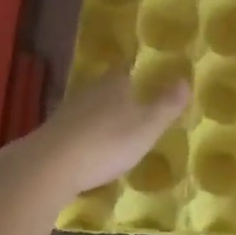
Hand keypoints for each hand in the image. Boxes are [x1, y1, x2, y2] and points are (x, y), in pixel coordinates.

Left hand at [21, 68, 190, 201]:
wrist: (49, 167)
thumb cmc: (106, 142)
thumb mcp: (147, 126)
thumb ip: (167, 104)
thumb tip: (186, 79)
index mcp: (114, 84)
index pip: (126, 68)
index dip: (135, 70)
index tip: (144, 74)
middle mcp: (89, 91)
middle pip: (106, 86)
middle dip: (118, 93)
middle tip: (133, 102)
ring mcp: (67, 112)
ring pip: (89, 106)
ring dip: (100, 114)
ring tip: (114, 127)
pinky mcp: (51, 134)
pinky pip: (75, 128)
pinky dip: (84, 134)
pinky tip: (89, 148)